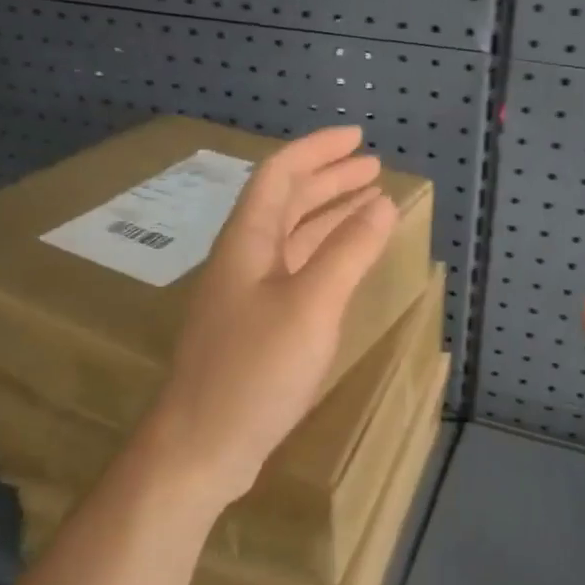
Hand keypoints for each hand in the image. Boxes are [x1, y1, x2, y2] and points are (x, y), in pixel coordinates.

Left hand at [141, 126, 398, 511]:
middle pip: (287, 203)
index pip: (280, 175)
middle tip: (374, 169)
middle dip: (329, 180)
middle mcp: (243, 259)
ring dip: (329, 216)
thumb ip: (348, 251)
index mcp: (248, 242)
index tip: (358, 139)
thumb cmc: (255, 369)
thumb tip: (381, 203)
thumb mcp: (311, 305)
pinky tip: (345, 263)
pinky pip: (295, 272)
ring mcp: (247, 295)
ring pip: (292, 238)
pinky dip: (324, 256)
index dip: (317, 150)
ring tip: (369, 205)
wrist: (202, 446)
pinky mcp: (255, 327)